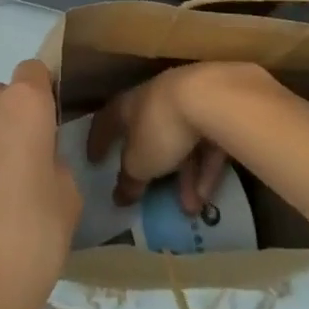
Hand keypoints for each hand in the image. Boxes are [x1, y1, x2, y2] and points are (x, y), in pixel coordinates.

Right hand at [86, 62, 263, 213]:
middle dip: (151, 169)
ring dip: (183, 178)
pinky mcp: (215, 112)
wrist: (210, 99)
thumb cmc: (161, 127)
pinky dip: (204, 170)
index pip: (107, 120)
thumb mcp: (139, 163)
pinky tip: (206, 198)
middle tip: (148, 194)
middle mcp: (155, 99)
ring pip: (181, 144)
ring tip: (188, 210)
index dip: (99, 140)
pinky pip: (205, 145)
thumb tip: (120, 195)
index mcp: (129, 104)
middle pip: (149, 135)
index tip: (93, 160)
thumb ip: (129, 179)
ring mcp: (187, 103)